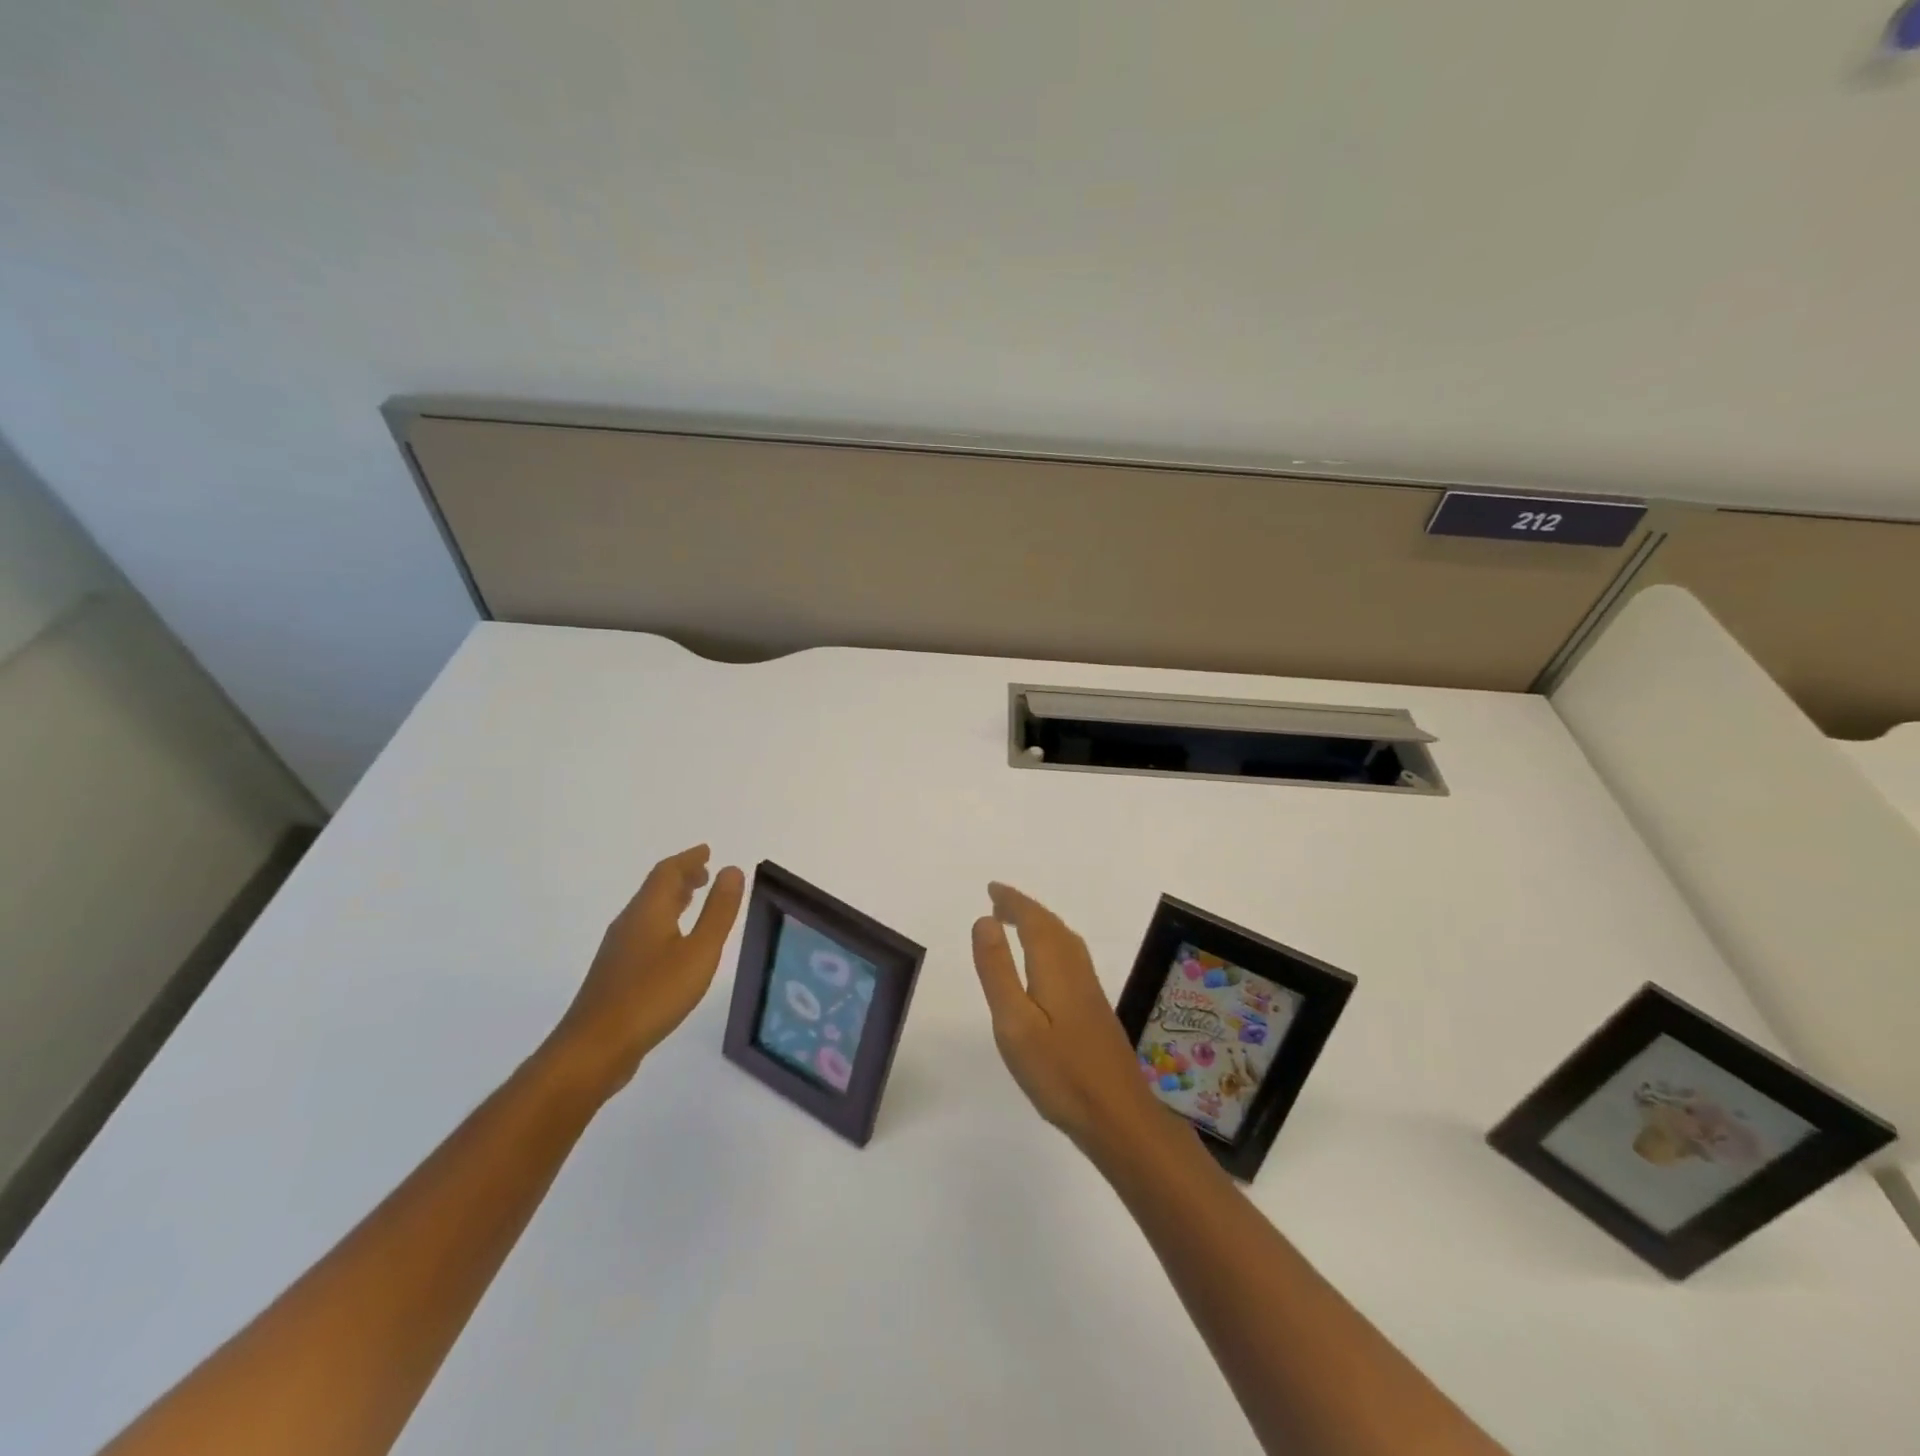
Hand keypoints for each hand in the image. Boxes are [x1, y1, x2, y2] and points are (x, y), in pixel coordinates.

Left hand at [544, 846, 744, 1101]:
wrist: (595, 1048)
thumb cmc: (653, 995)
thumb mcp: (699, 952)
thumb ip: (718, 911)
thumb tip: (731, 870)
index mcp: (648, 911)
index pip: (667, 872)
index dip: (689, 859)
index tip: (707, 851)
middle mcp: (629, 923)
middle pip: (654, 889)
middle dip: (681, 877)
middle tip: (705, 873)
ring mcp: (618, 950)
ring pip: (647, 912)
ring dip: (671, 900)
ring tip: (692, 900)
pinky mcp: (616, 974)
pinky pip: (643, 932)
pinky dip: (663, 922)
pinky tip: (673, 943)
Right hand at [971, 882, 1164, 1154]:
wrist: (1118, 1115)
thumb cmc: (1059, 1072)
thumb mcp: (1014, 1023)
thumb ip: (998, 970)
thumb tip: (984, 920)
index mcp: (1055, 967)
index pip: (1033, 920)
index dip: (1013, 902)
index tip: (991, 889)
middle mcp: (1076, 970)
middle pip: (1051, 926)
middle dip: (1025, 909)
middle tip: (998, 902)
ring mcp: (1090, 990)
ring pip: (1064, 942)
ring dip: (1040, 925)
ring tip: (1017, 925)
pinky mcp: (1095, 1009)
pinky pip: (1070, 958)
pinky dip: (1052, 945)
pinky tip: (1047, 966)